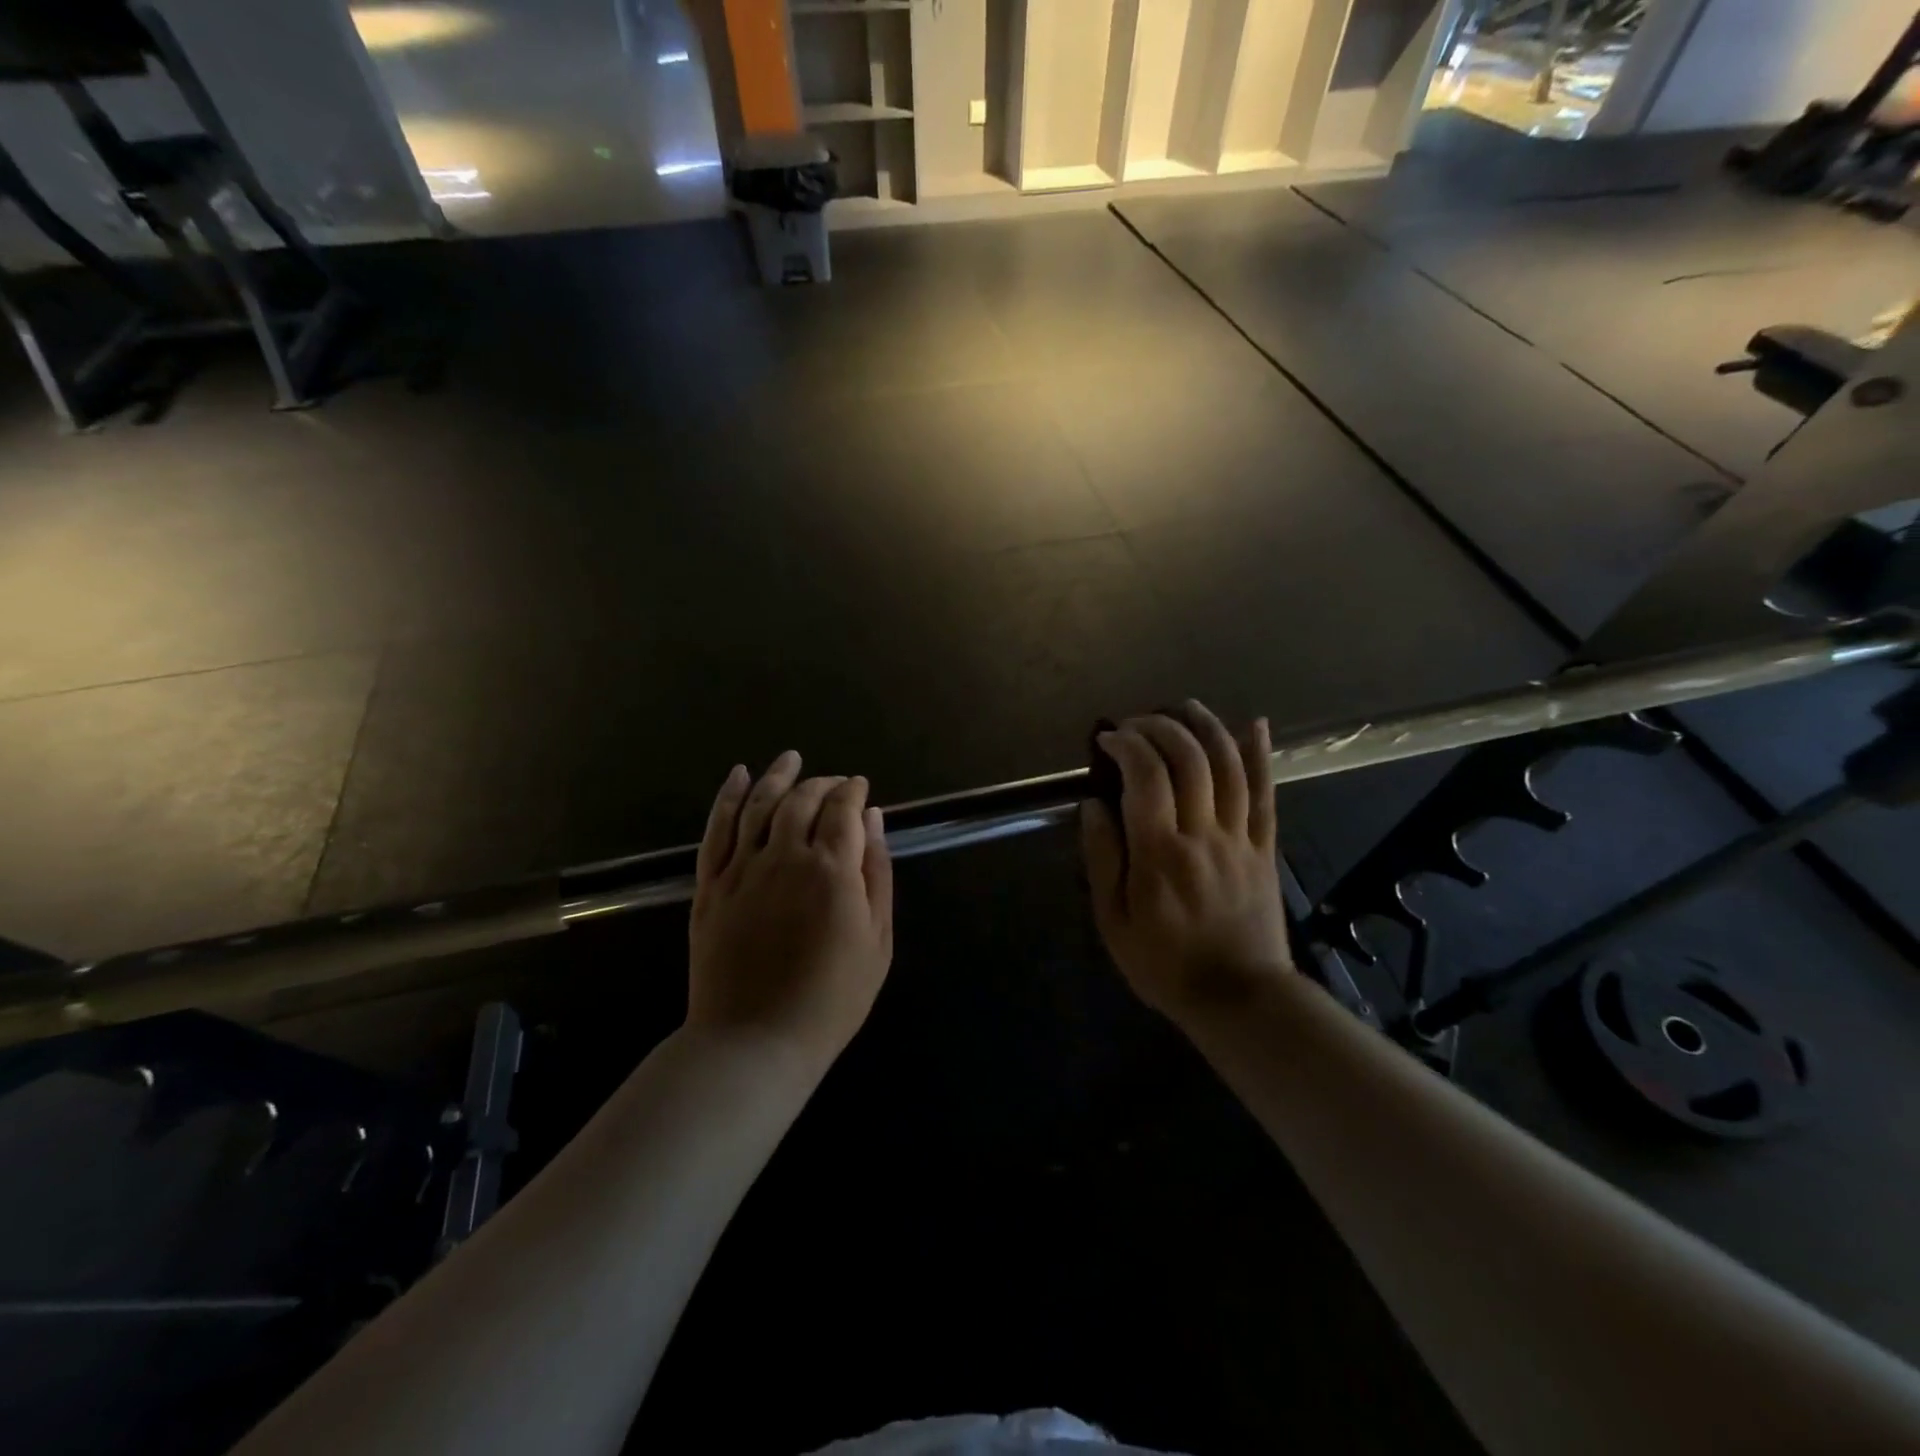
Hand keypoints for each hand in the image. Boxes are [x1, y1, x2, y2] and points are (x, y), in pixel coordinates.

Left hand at [688, 752, 893, 1067]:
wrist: (755, 1041)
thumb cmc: (831, 998)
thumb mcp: (877, 941)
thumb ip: (877, 874)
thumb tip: (874, 820)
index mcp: (832, 871)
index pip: (844, 810)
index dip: (854, 792)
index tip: (861, 787)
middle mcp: (785, 856)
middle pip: (803, 800)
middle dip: (822, 784)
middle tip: (834, 782)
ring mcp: (742, 869)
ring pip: (760, 805)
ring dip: (777, 776)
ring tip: (791, 758)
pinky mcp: (711, 885)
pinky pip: (717, 829)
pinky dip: (728, 798)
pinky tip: (739, 776)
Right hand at [1081, 702, 1293, 1021]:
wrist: (1238, 998)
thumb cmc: (1164, 964)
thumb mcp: (1113, 922)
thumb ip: (1102, 859)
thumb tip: (1093, 805)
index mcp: (1159, 854)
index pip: (1146, 777)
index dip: (1126, 745)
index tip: (1108, 737)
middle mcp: (1202, 834)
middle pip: (1189, 760)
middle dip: (1161, 727)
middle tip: (1137, 722)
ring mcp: (1239, 838)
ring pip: (1230, 767)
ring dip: (1207, 728)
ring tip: (1185, 707)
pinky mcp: (1264, 848)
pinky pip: (1266, 794)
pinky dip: (1261, 756)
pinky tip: (1256, 725)